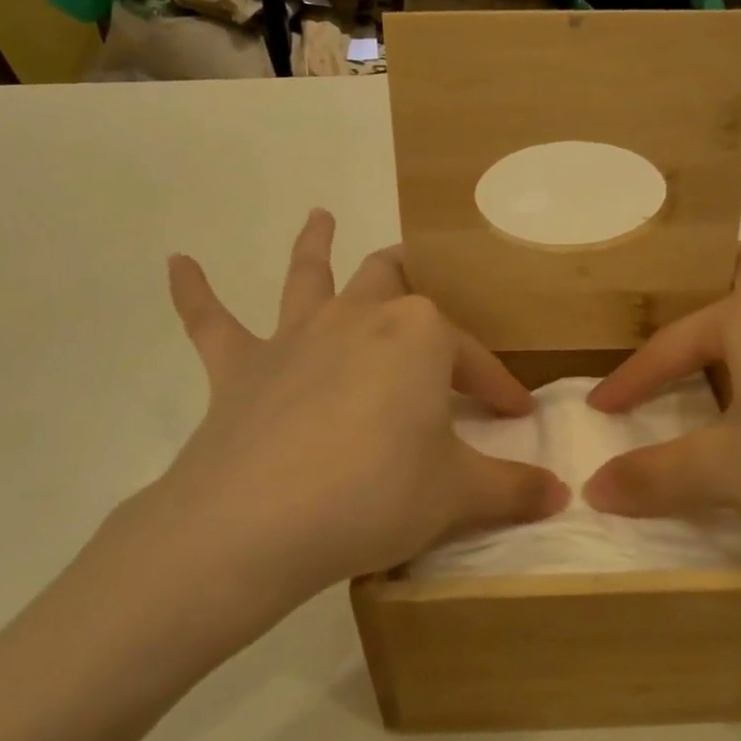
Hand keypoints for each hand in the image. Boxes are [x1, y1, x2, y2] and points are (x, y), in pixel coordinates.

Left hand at [86, 211, 568, 657]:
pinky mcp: (239, 367)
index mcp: (418, 335)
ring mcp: (295, 337)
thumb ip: (512, 490)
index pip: (472, 357)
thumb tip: (563, 495)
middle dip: (412, 278)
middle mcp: (358, 317)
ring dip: (313, 245)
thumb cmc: (374, 495)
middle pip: (391, 280)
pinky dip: (194, 293)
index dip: (497, 384)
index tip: (515, 413)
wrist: (257, 524)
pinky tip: (176, 264)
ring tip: (318, 216)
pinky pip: (211, 321)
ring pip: (309, 276)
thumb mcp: (456, 495)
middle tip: (422, 283)